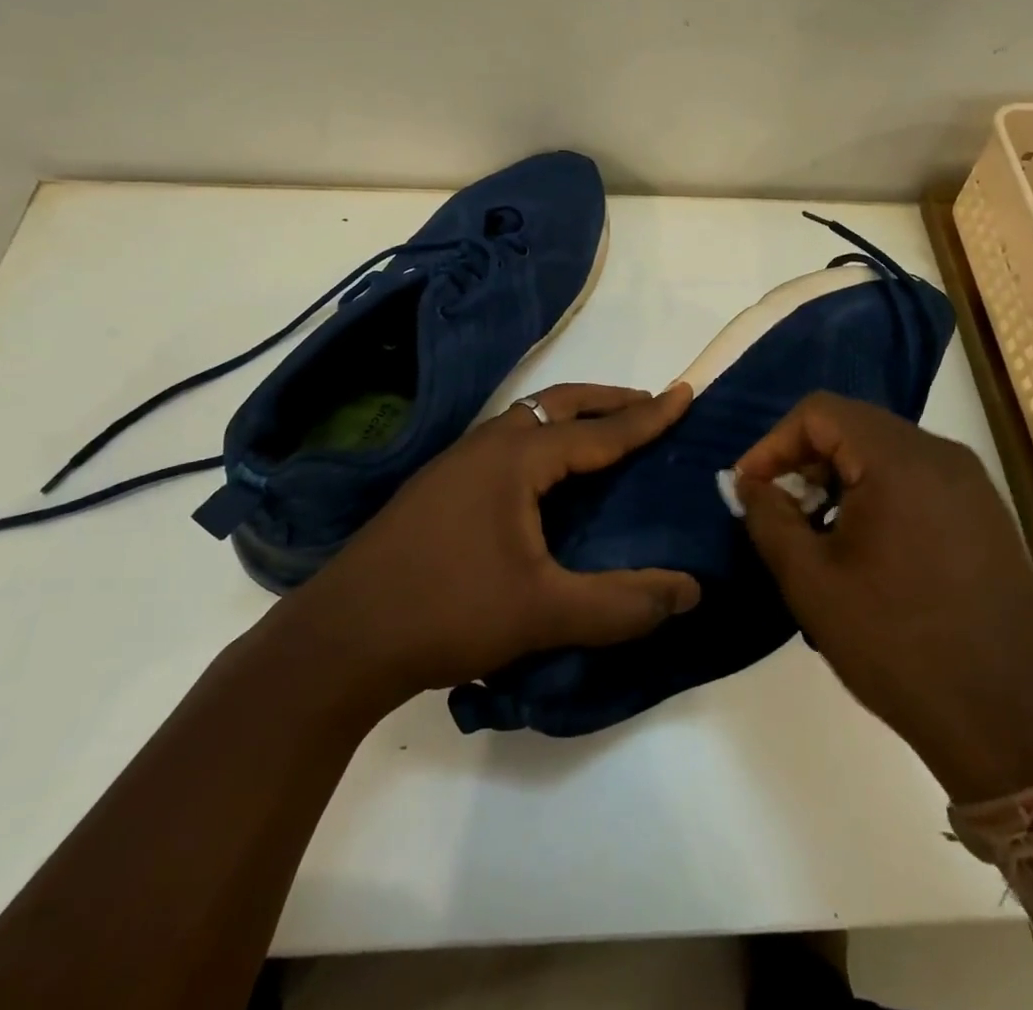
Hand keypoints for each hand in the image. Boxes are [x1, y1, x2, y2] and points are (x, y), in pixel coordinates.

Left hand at [269, 383, 700, 714]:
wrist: (341, 637)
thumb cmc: (446, 611)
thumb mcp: (543, 612)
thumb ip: (621, 604)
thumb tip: (690, 592)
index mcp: (514, 458)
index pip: (597, 430)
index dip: (646, 416)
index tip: (685, 394)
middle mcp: (485, 445)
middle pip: (557, 405)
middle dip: (607, 401)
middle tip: (649, 405)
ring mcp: (455, 464)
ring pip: (526, 422)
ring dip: (570, 419)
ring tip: (605, 435)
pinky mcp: (438, 488)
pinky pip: (505, 444)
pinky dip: (542, 443)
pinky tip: (545, 479)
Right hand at [734, 391, 1032, 801]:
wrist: (1012, 722)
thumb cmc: (898, 645)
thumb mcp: (812, 582)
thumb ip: (769, 518)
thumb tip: (748, 483)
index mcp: (899, 460)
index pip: (819, 411)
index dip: (773, 443)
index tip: (751, 488)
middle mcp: (941, 455)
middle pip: (853, 425)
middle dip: (805, 461)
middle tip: (783, 512)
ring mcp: (971, 483)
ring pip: (884, 451)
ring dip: (840, 478)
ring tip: (820, 534)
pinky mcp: (986, 513)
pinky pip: (916, 478)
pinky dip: (878, 493)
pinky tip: (868, 549)